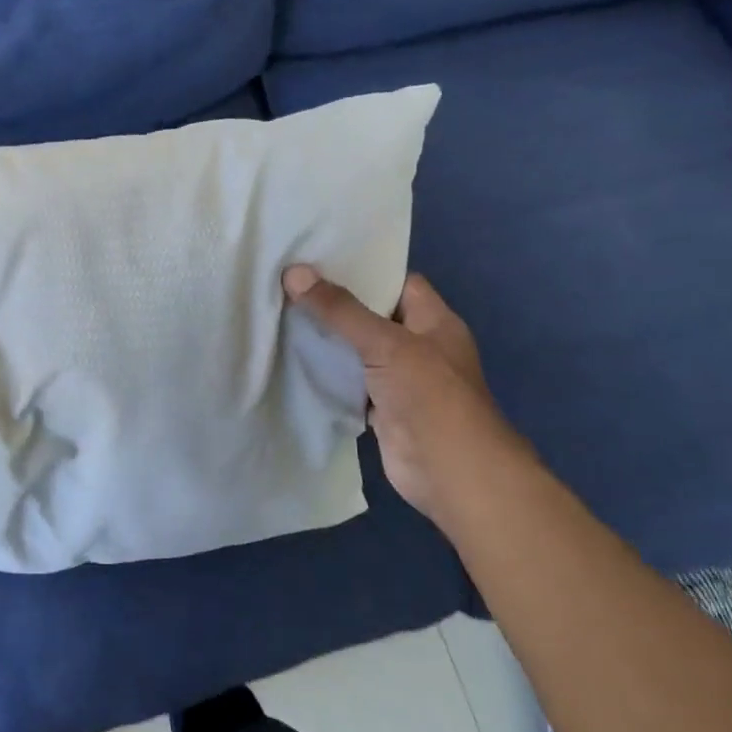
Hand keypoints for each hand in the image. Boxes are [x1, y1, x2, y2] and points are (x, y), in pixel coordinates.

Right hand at [282, 266, 532, 524]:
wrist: (450, 472)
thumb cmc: (429, 395)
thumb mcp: (384, 343)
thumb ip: (339, 310)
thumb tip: (294, 273)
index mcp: (433, 321)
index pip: (397, 282)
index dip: (363, 270)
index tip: (319, 259)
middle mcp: (419, 346)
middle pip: (372, 316)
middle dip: (336, 303)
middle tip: (289, 284)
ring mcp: (400, 380)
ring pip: (358, 350)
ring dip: (328, 340)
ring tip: (281, 313)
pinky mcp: (381, 408)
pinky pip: (349, 382)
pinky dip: (327, 374)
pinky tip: (293, 359)